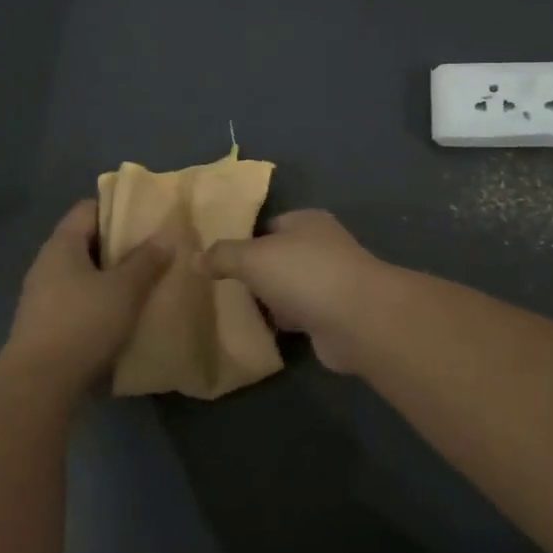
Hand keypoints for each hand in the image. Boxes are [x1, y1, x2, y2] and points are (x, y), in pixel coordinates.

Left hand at [0, 202, 170, 398]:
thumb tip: (166, 233)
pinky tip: (123, 316)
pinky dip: (100, 302)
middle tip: (155, 252)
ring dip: (111, 277)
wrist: (38, 385)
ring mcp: (42, 296)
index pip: (88, 208)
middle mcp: (47, 264)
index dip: (117, 208)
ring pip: (83, 274)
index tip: (148, 218)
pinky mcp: (45, 325)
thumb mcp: (124, 290)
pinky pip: (78, 301)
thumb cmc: (83, 324)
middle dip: (120, 246)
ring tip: (145, 284)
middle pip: (86, 241)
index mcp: (62, 245)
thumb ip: (147, 260)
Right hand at [199, 210, 392, 371]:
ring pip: (290, 287)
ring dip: (271, 300)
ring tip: (236, 310)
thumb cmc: (304, 274)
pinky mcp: (335, 314)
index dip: (245, 240)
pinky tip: (262, 330)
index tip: (219, 259)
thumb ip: (223, 256)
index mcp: (307, 221)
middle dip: (256, 273)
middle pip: (279, 257)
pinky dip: (285, 321)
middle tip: (223, 287)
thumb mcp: (253, 258)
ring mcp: (332, 281)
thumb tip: (195, 258)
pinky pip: (301, 314)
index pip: (270, 225)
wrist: (357, 320)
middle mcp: (323, 246)